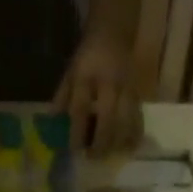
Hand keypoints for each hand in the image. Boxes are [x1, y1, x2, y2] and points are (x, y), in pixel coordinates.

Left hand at [52, 30, 142, 158]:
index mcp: (86, 77)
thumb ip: (62, 98)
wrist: (114, 34)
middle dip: (100, 143)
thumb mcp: (70, 72)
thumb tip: (52, 125)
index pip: (80, 109)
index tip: (73, 150)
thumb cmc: (88, 57)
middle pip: (107, 119)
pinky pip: (139, 119)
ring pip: (126, 122)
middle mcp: (108, 84)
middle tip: (92, 157)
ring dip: (117, 143)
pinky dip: (134, 136)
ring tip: (108, 155)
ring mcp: (127, 89)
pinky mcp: (139, 94)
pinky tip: (127, 148)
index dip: (77, 132)